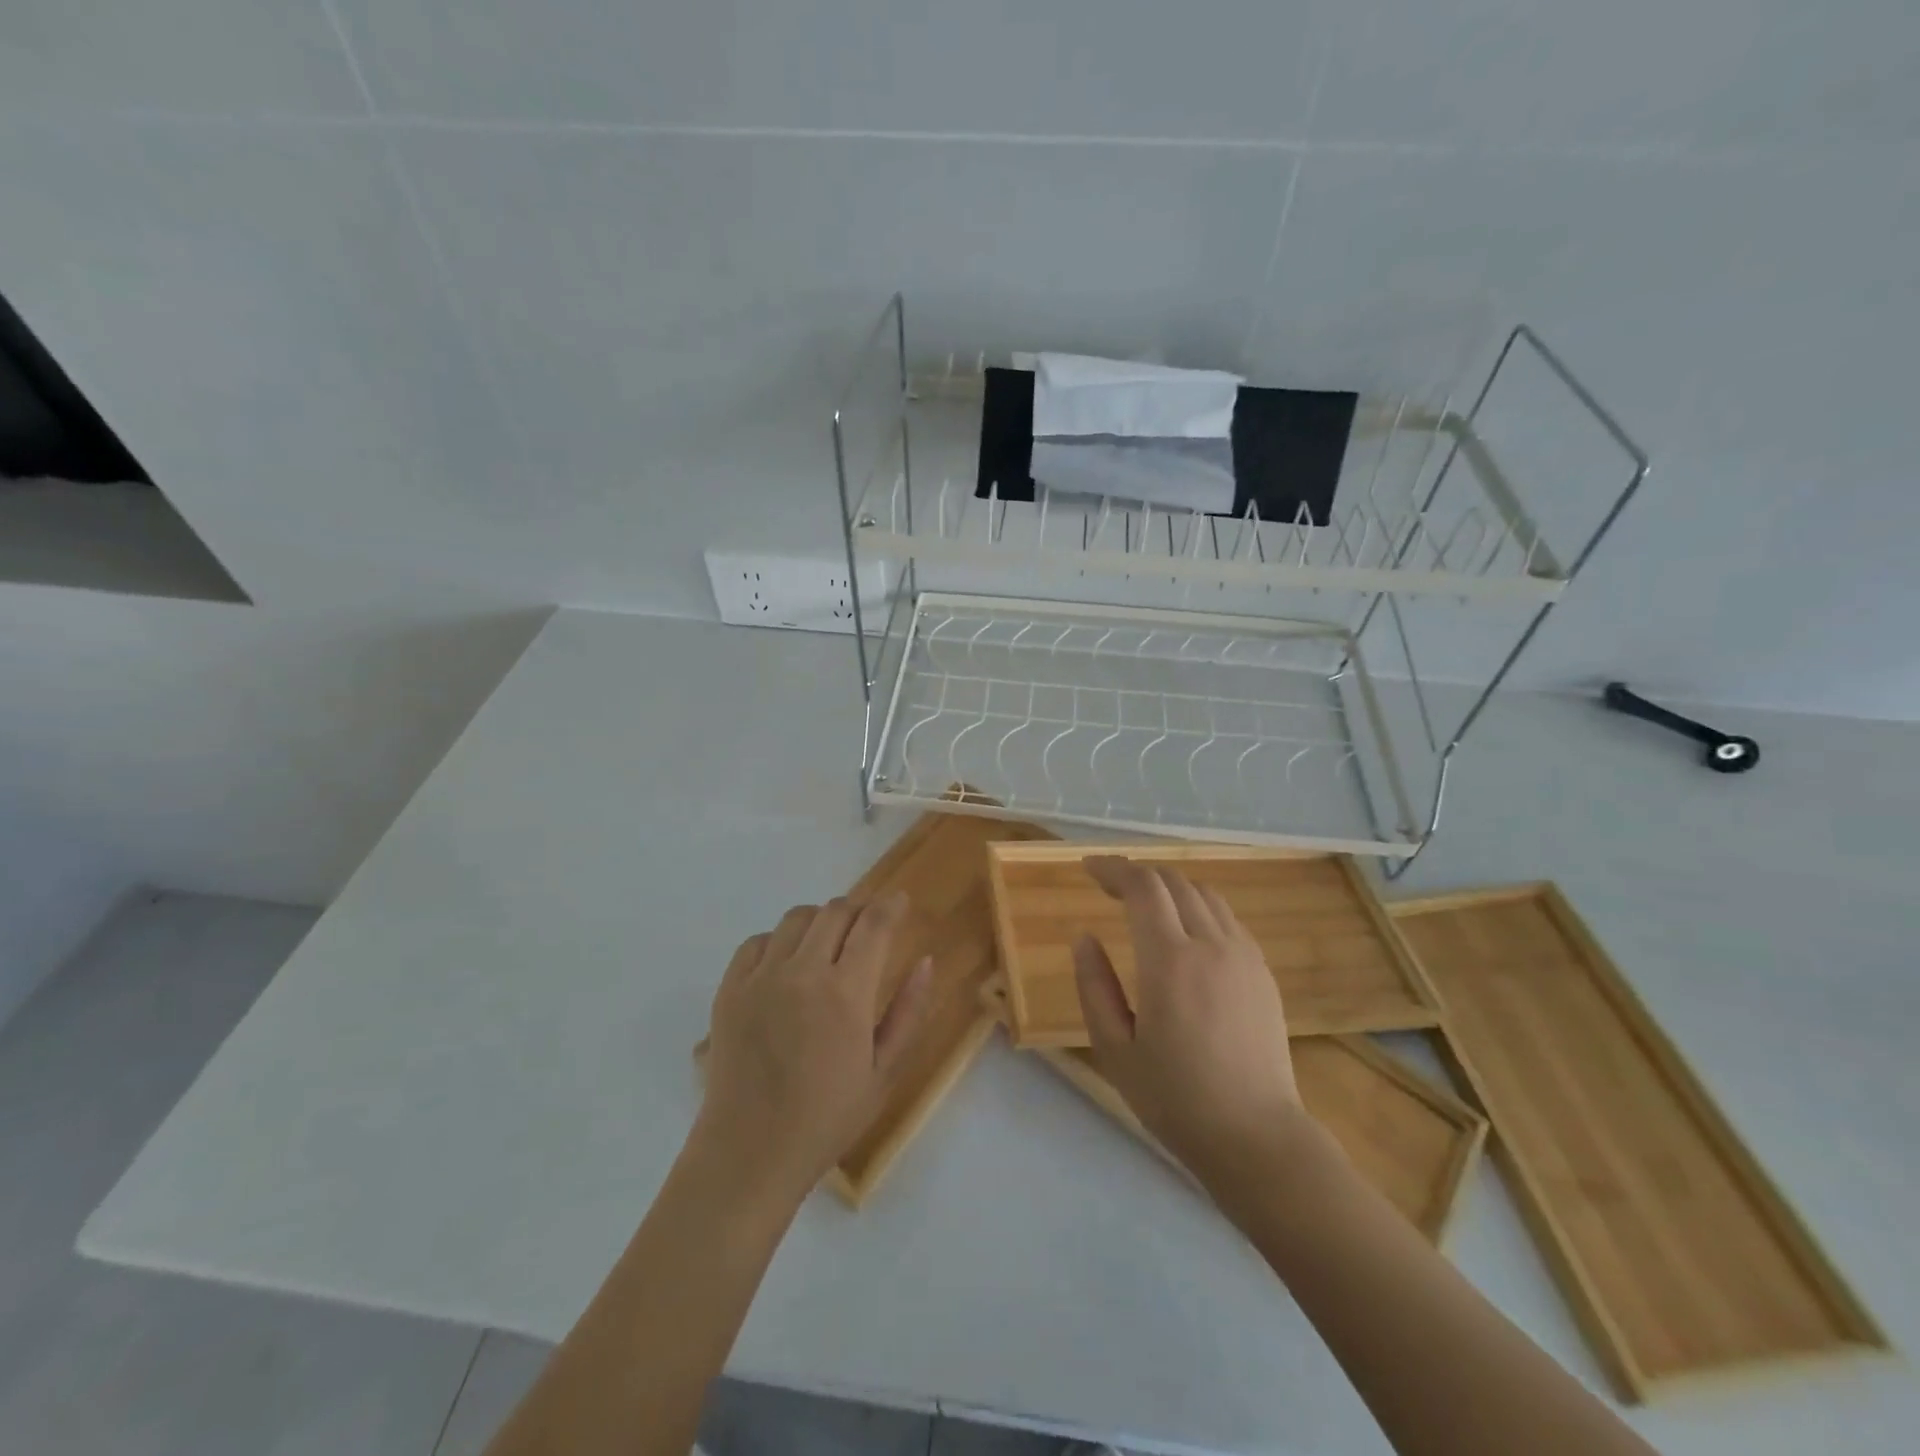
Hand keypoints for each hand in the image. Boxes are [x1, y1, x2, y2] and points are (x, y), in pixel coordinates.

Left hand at [695, 894, 931, 1204]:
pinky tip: (786, 965)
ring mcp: (761, 978)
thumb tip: (925, 961)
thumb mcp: (883, 1072)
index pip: (874, 924)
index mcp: (846, 994)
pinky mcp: (729, 990)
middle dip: (858, 910)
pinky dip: (777, 941)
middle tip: (866, 927)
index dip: (891, 905)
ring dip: (819, 921)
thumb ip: (908, 1012)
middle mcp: (803, 973)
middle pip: (834, 912)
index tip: (900, 901)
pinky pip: (756, 942)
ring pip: (795, 918)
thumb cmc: (827, 1119)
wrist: (750, 1153)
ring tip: (827, 943)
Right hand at [1073, 857, 1313, 1188]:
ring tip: (1144, 903)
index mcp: (1169, 961)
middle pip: (1173, 882)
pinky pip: (1226, 918)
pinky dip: (1197, 907)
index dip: (1113, 868)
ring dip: (1169, 887)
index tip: (1088, 868)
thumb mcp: (1115, 1049)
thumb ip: (1094, 986)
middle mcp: (1210, 945)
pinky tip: (1184, 930)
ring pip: (1204, 894)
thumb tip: (1085, 937)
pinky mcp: (1262, 971)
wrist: (1256, 1137)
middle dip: (1137, 874)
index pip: (1142, 887)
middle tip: (1108, 886)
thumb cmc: (1175, 1099)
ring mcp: (1244, 956)